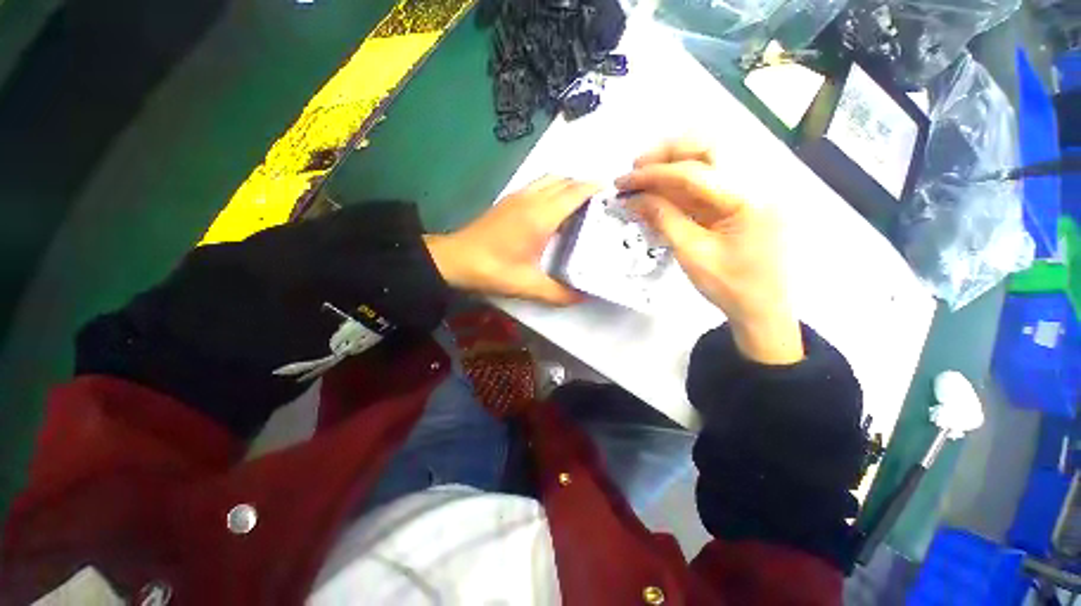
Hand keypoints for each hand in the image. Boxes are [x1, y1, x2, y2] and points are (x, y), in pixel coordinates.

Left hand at [425, 176, 600, 304]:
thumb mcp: (528, 285)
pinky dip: (551, 189)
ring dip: (566, 185)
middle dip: (583, 186)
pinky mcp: (507, 201)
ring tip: (578, 205)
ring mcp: (517, 197)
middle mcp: (531, 199)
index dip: (594, 189)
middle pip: (564, 181)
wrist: (455, 260)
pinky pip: (537, 185)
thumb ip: (558, 293)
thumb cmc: (493, 270)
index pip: (574, 192)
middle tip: (598, 204)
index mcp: (540, 217)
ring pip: (549, 179)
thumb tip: (582, 297)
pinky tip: (552, 210)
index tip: (611, 194)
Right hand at [615, 139, 802, 363]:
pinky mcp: (739, 200)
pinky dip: (680, 183)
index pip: (692, 172)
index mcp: (747, 197)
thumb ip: (663, 219)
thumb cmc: (731, 286)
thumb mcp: (692, 253)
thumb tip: (634, 198)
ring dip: (672, 164)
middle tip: (636, 169)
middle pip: (708, 147)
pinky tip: (659, 193)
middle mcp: (754, 182)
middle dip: (667, 153)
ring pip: (708, 159)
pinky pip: (707, 182)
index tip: (623, 181)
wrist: (762, 307)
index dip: (652, 174)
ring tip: (643, 178)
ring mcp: (748, 189)